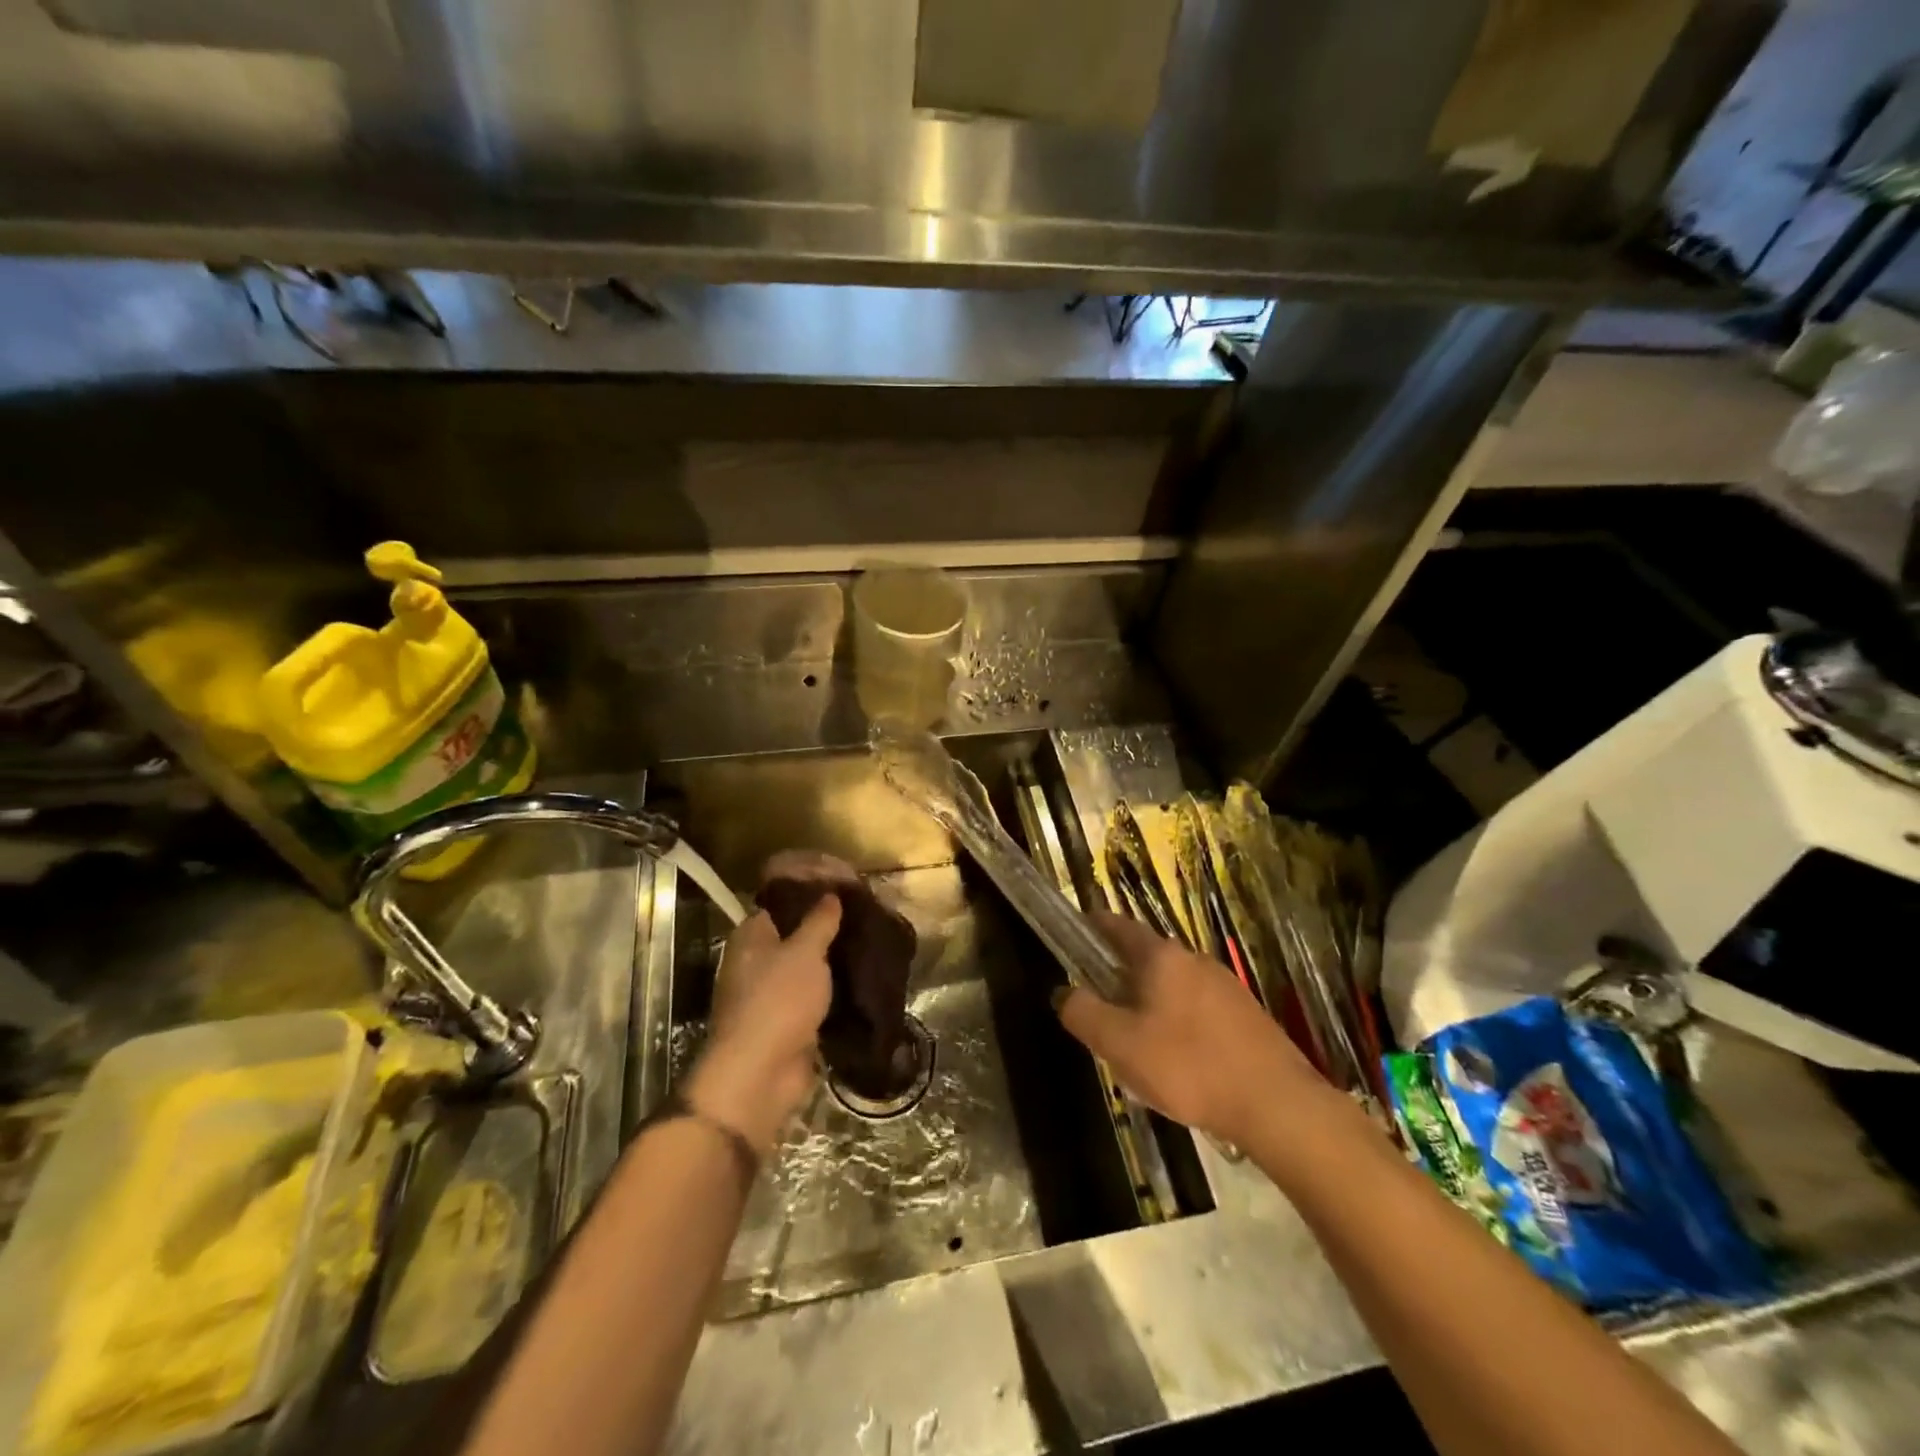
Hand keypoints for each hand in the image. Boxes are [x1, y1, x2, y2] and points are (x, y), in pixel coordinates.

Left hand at [685, 896, 839, 1155]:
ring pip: (808, 970)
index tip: (844, 889)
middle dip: (828, 930)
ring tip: (870, 945)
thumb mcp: (804, 952)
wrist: (761, 1075)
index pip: (781, 905)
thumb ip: (819, 922)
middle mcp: (756, 963)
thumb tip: (830, 895)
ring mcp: (771, 996)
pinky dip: (834, 993)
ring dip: (833, 964)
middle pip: (796, 937)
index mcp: (751, 938)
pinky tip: (863, 980)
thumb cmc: (778, 1001)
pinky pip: (815, 1000)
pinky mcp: (788, 1025)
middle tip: (865, 917)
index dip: (810, 895)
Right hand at [1055, 913, 1324, 1148]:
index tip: (1073, 936)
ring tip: (1137, 1045)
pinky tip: (1179, 1063)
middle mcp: (1193, 959)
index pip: (1117, 925)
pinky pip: (1197, 1008)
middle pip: (1144, 958)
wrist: (1277, 1105)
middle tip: (1100, 1012)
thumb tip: (1064, 993)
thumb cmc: (1189, 1067)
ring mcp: (1225, 985)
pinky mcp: (1246, 1014)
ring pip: (1172, 986)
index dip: (1092, 927)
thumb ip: (1083, 1014)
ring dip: (1149, 1004)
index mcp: (1161, 957)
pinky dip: (1178, 1023)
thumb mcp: (1120, 1045)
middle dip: (1119, 978)